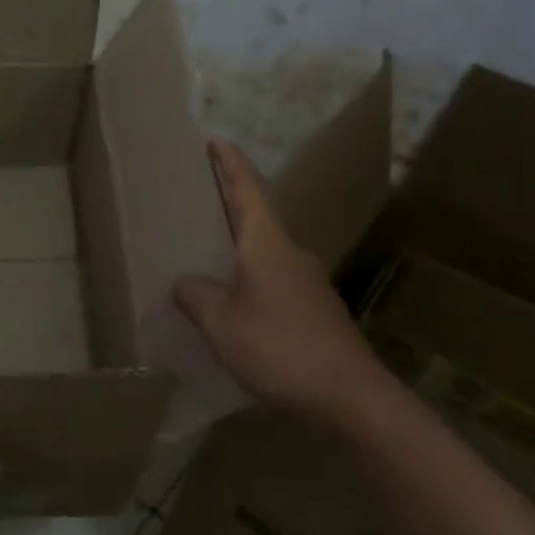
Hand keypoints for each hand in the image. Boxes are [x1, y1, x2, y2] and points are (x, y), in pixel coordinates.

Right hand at [174, 139, 389, 422]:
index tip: (214, 139)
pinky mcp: (313, 308)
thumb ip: (196, 296)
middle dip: (225, 201)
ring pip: (263, 250)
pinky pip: (271, 277)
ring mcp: (306, 280)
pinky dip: (247, 274)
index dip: (229, 162)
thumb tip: (184, 283)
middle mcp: (290, 252)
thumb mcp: (222, 323)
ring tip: (202, 250)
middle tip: (193, 195)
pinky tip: (230, 297)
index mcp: (267, 244)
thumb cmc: (280, 347)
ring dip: (235, 243)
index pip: (247, 188)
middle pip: (255, 215)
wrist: (350, 396)